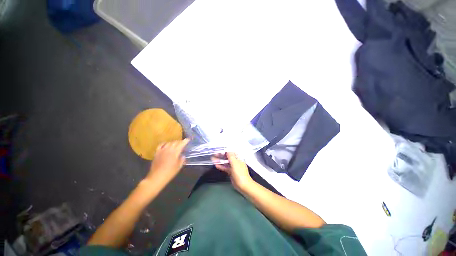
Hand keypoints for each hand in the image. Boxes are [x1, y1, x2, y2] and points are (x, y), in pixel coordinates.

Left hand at [145, 139, 189, 183]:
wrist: (157, 177)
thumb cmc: (170, 172)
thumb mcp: (179, 167)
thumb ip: (182, 160)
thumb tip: (183, 156)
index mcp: (175, 152)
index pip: (181, 144)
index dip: (185, 141)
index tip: (188, 139)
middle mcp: (169, 149)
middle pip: (175, 142)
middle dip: (180, 141)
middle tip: (183, 142)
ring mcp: (162, 150)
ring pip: (169, 143)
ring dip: (173, 142)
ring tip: (176, 143)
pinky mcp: (157, 152)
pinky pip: (161, 145)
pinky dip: (164, 143)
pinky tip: (166, 144)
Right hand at [212, 152, 252, 191]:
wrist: (243, 185)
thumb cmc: (239, 173)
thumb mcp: (235, 163)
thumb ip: (230, 156)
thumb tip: (227, 149)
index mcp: (238, 157)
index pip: (231, 151)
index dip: (225, 150)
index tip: (218, 149)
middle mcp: (236, 161)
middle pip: (228, 156)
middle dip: (221, 155)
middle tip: (214, 154)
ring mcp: (233, 166)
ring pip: (226, 162)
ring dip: (220, 160)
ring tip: (213, 159)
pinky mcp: (231, 172)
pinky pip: (225, 167)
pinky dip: (221, 166)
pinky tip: (216, 165)